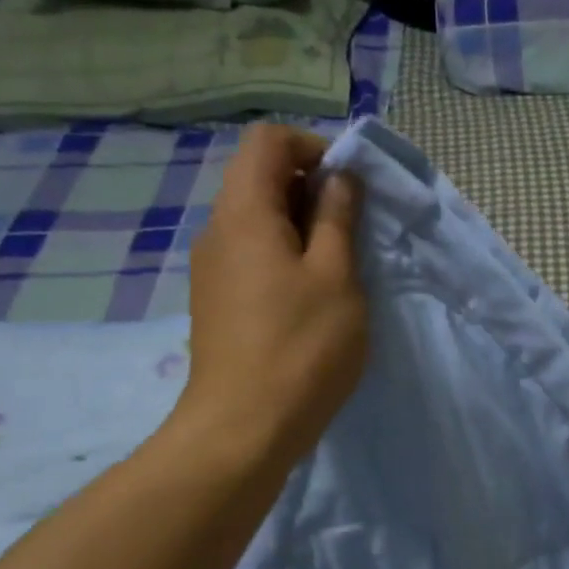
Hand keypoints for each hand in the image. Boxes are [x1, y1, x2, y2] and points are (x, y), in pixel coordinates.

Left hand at [176, 125, 367, 465]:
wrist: (244, 426)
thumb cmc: (302, 346)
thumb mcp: (337, 276)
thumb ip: (338, 218)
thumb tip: (340, 178)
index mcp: (244, 213)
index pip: (268, 141)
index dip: (313, 148)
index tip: (351, 186)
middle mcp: (218, 230)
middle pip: (260, 177)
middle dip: (312, 188)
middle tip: (354, 229)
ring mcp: (213, 267)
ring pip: (258, 219)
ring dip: (303, 225)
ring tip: (340, 267)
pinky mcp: (219, 299)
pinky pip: (253, 253)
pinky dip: (287, 254)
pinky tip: (314, 295)